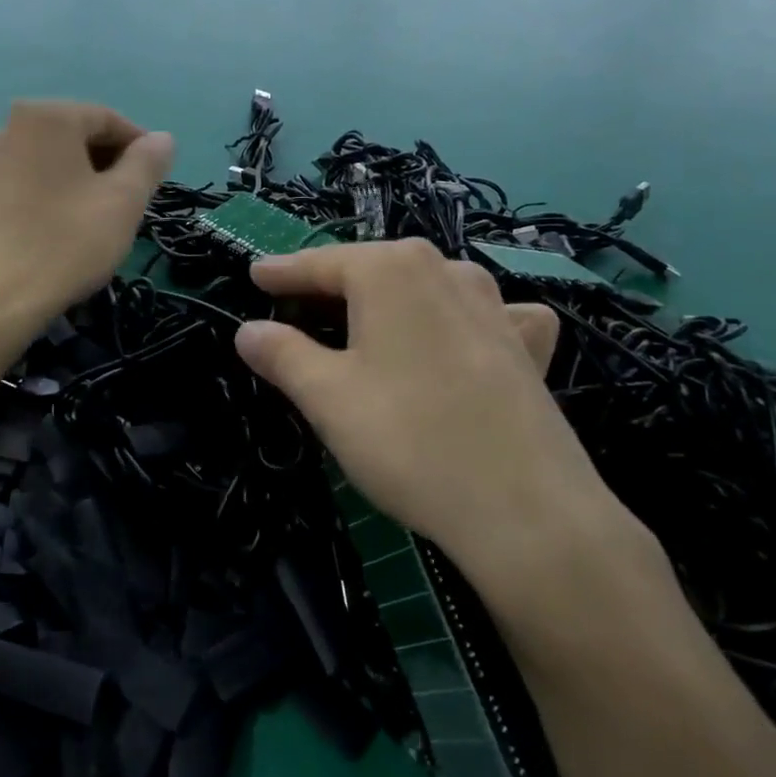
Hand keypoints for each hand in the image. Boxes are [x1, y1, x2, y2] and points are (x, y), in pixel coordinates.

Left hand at [0, 101, 172, 334]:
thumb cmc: (66, 242)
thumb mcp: (123, 202)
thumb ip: (147, 163)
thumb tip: (162, 139)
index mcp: (46, 117)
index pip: (107, 119)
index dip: (139, 148)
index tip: (155, 181)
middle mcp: (5, 127)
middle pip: (72, 138)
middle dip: (105, 166)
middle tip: (128, 205)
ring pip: (44, 164)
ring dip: (74, 183)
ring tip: (93, 223)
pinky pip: (18, 188)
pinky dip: (43, 200)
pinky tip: (54, 236)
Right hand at [233, 240, 626, 582]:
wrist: (528, 513)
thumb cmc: (409, 440)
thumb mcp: (326, 397)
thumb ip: (282, 354)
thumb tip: (247, 331)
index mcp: (391, 270)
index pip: (320, 263)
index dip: (282, 272)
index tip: (255, 275)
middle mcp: (445, 271)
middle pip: (373, 271)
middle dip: (332, 287)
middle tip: (297, 308)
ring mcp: (495, 305)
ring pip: (425, 289)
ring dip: (390, 303)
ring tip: (366, 325)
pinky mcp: (527, 347)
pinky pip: (485, 316)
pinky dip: (459, 322)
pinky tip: (462, 340)